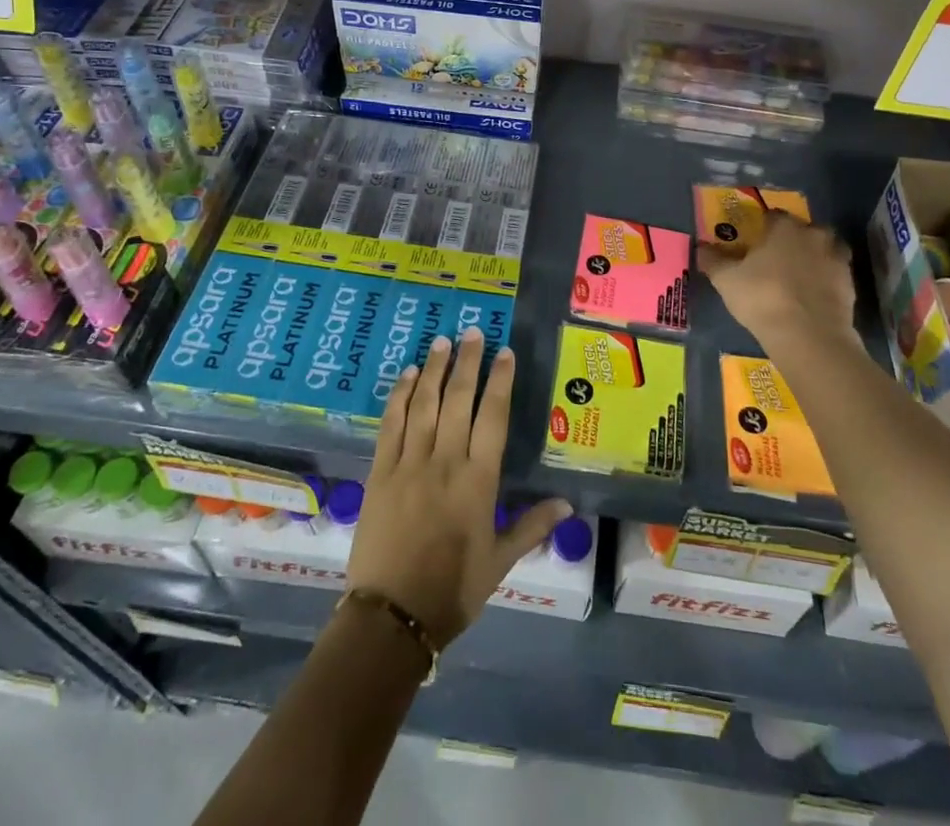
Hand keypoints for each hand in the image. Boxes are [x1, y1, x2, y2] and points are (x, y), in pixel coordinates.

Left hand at [348, 329, 570, 648]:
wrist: (391, 617)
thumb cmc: (452, 590)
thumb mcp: (499, 561)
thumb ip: (532, 526)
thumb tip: (569, 505)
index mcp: (478, 481)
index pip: (494, 417)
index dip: (500, 382)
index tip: (504, 353)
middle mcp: (445, 462)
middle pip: (459, 400)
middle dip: (468, 362)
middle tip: (473, 331)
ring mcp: (409, 463)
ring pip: (425, 404)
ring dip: (435, 369)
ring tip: (442, 341)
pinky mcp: (380, 471)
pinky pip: (392, 424)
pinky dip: (400, 395)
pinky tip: (408, 375)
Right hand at [697, 212, 859, 355]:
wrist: (808, 335)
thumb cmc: (762, 297)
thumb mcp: (727, 280)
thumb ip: (714, 261)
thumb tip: (701, 248)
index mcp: (784, 228)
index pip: (773, 216)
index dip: (763, 227)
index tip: (755, 241)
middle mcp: (814, 236)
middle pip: (805, 229)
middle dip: (794, 239)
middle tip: (778, 258)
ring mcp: (837, 259)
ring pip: (826, 249)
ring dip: (816, 256)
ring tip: (800, 275)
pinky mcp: (850, 284)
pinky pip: (836, 275)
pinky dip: (826, 280)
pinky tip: (813, 295)